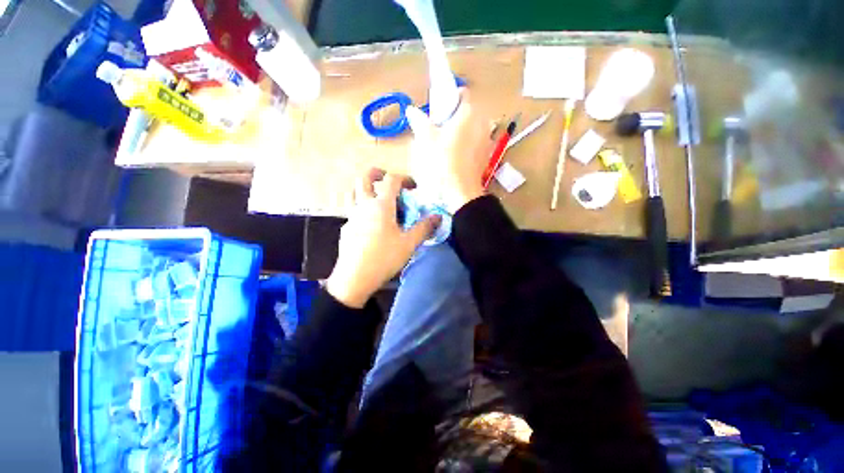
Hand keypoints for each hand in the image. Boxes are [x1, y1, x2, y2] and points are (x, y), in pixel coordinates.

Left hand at [325, 169, 441, 307]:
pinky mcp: (346, 228)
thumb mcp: (409, 243)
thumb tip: (439, 216)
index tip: (414, 187)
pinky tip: (370, 224)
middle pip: (364, 178)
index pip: (392, 180)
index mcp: (381, 206)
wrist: (354, 278)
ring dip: (365, 188)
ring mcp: (352, 216)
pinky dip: (362, 208)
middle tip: (388, 180)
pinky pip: (353, 210)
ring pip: (353, 192)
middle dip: (378, 173)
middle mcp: (364, 205)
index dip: (405, 178)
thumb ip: (424, 227)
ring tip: (377, 198)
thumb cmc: (384, 258)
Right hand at [406, 89, 490, 213]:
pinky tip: (455, 156)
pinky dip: (466, 143)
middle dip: (453, 117)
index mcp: (469, 113)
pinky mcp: (486, 154)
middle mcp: (482, 122)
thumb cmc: (442, 162)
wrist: (460, 191)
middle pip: (467, 112)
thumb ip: (419, 121)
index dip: (449, 98)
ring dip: (459, 131)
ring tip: (445, 145)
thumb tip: (411, 109)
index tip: (438, 110)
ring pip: (471, 128)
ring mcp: (487, 140)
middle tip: (438, 129)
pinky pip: (475, 141)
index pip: (462, 93)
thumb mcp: (426, 140)